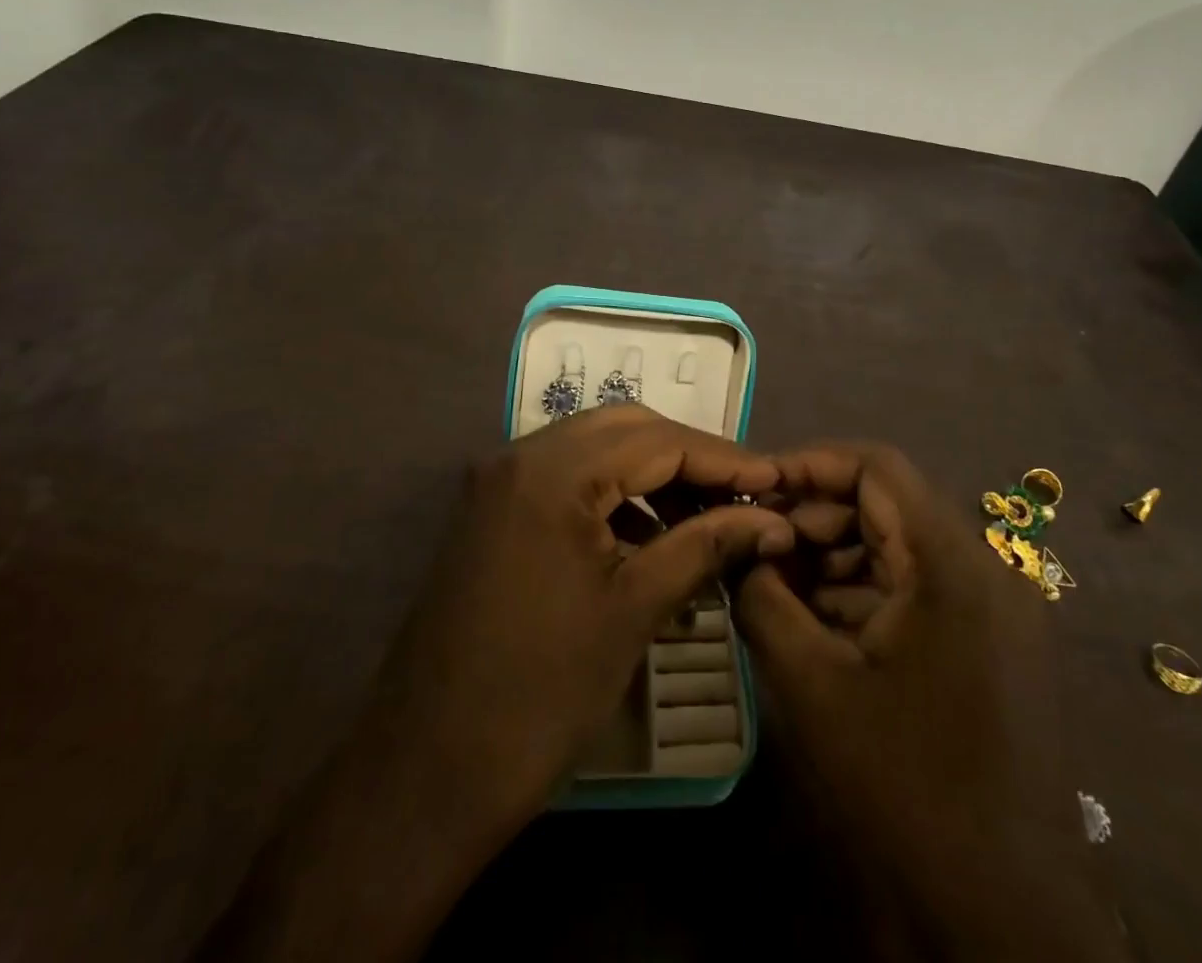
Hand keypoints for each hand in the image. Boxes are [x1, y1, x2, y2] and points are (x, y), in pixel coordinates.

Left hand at [368, 403, 792, 826]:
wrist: (425, 772)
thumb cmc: (540, 693)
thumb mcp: (635, 611)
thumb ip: (705, 546)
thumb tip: (771, 520)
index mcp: (553, 470)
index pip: (658, 440)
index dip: (724, 457)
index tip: (776, 480)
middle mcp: (521, 456)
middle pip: (625, 430)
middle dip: (689, 457)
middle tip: (742, 495)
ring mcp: (500, 482)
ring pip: (594, 450)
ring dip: (652, 475)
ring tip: (705, 519)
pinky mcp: (492, 511)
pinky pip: (566, 482)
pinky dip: (613, 498)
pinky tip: (649, 539)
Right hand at [738, 442, 1124, 961]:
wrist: (1002, 916)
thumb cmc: (903, 784)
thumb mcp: (811, 682)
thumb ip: (762, 596)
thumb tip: (735, 546)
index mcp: (952, 564)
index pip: (877, 467)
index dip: (810, 463)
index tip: (756, 486)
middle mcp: (985, 570)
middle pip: (887, 505)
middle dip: (815, 517)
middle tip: (757, 544)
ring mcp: (994, 611)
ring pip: (899, 548)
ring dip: (834, 557)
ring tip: (775, 584)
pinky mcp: (990, 646)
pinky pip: (917, 591)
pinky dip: (863, 593)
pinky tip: (815, 623)